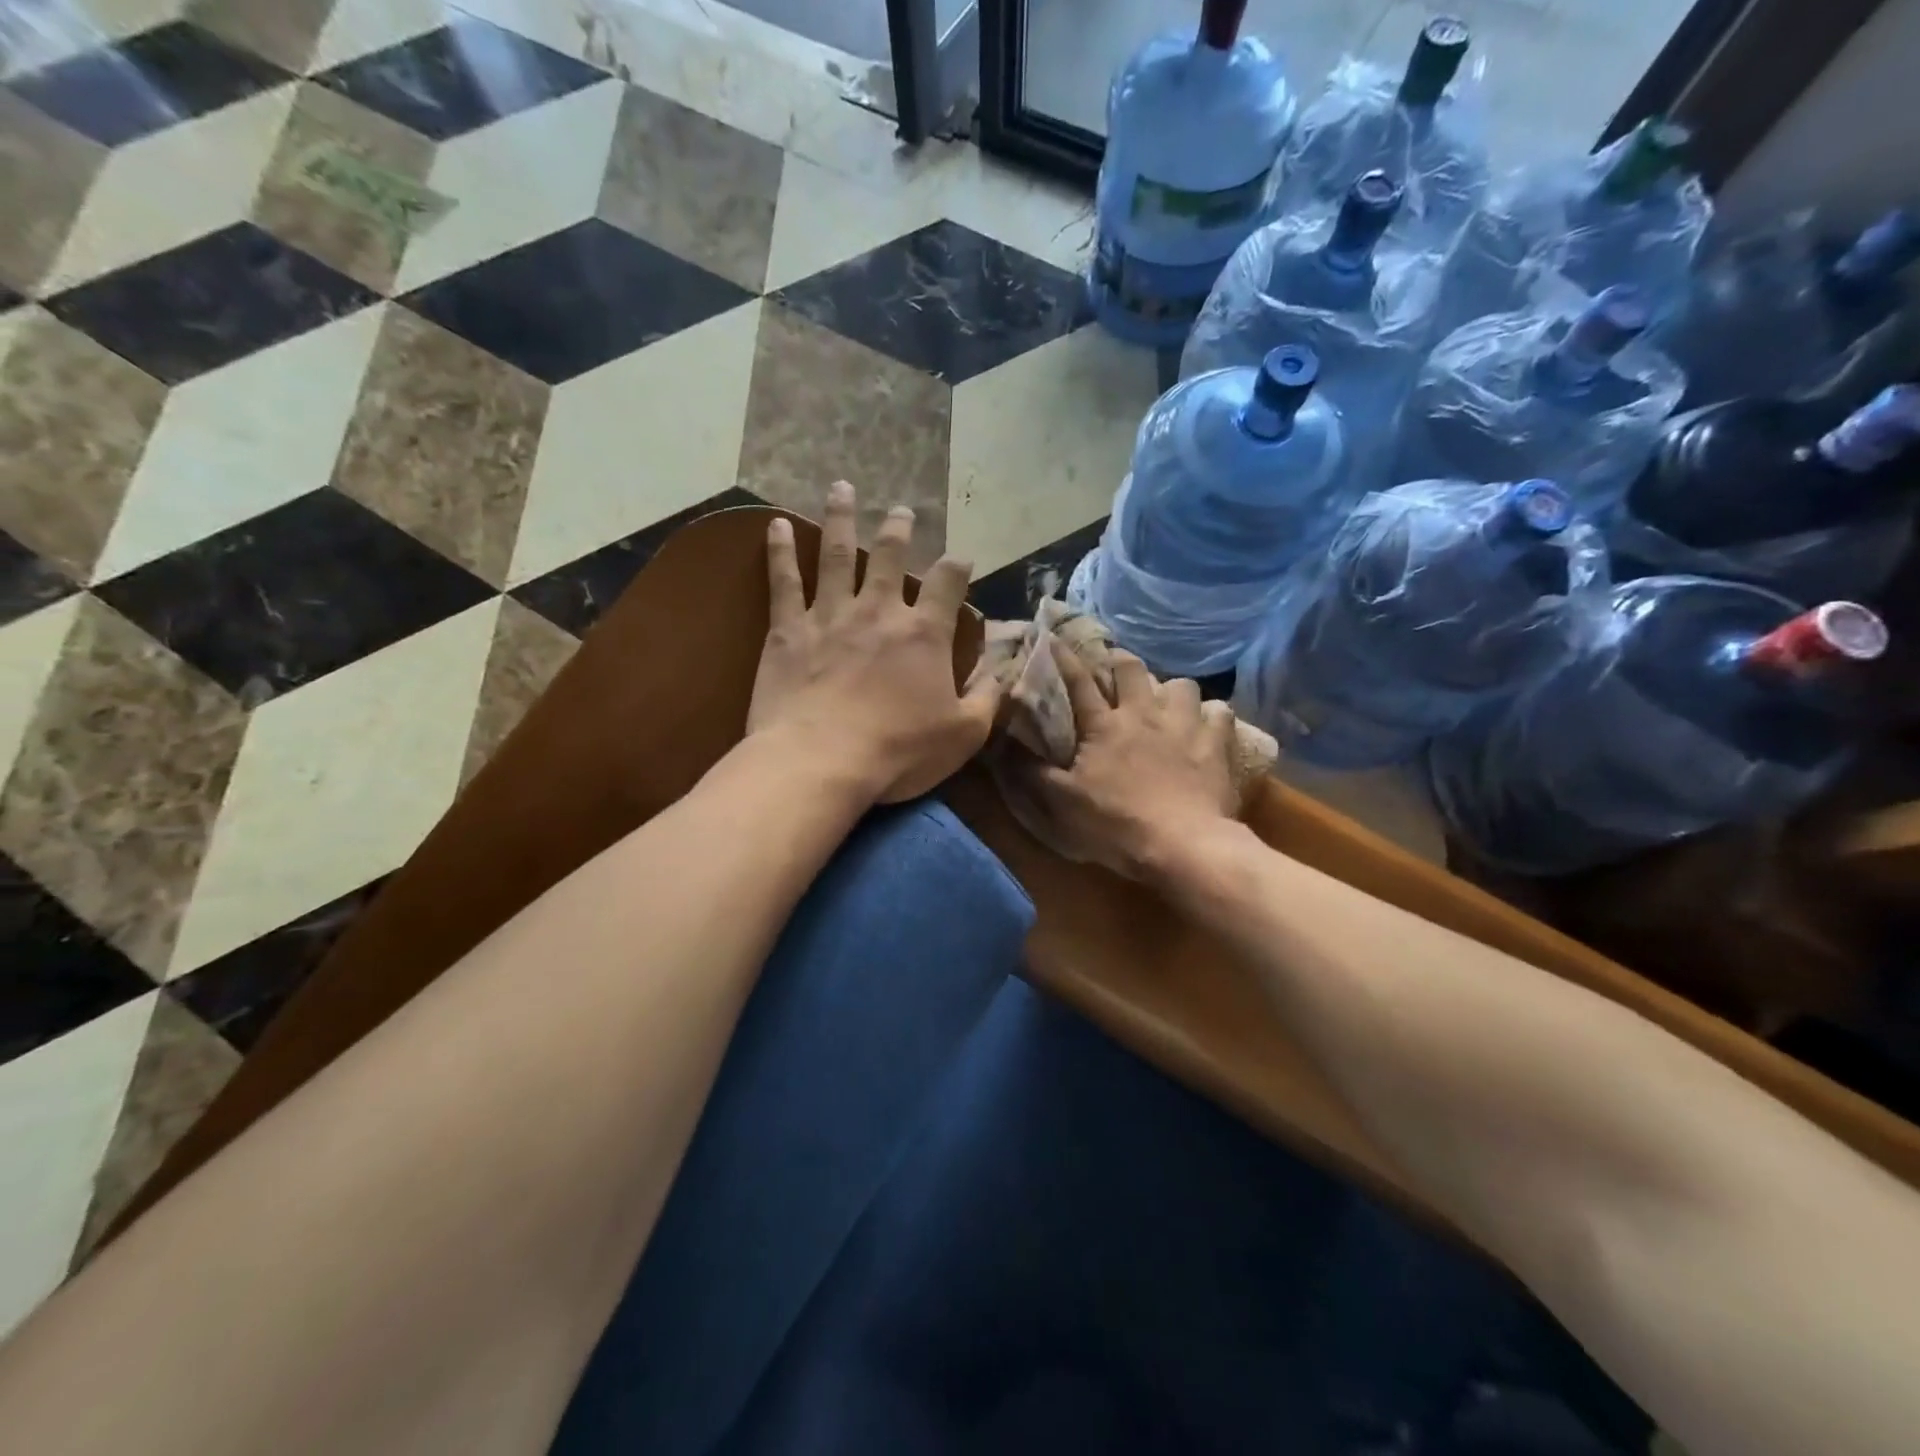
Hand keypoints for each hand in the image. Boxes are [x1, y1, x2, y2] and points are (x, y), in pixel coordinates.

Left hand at [749, 482, 1001, 804]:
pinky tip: (774, 525)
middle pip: (889, 556)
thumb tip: (1003, 671)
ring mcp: (830, 615)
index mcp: (923, 633)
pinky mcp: (787, 631)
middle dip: (898, 530)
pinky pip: (783, 582)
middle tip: (900, 509)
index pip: (947, 583)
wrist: (821, 762)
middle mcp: (878, 611)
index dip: (957, 566)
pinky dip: (779, 551)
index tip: (961, 558)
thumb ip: (987, 698)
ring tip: (841, 489)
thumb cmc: (898, 752)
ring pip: (836, 554)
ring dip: (841, 519)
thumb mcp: (963, 734)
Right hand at [1011, 640, 1238, 878]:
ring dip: (1171, 689)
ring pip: (1182, 684)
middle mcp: (1144, 714)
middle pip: (1132, 669)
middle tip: (1115, 666)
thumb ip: (1032, 772)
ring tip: (1166, 702)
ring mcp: (1184, 725)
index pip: (1079, 681)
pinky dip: (1212, 715)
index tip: (1054, 639)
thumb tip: (1002, 745)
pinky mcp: (1216, 743)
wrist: (1182, 844)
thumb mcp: (1062, 802)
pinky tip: (1206, 726)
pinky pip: (1220, 712)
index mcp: (1104, 725)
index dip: (1064, 658)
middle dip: (1120, 660)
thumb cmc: (1116, 823)